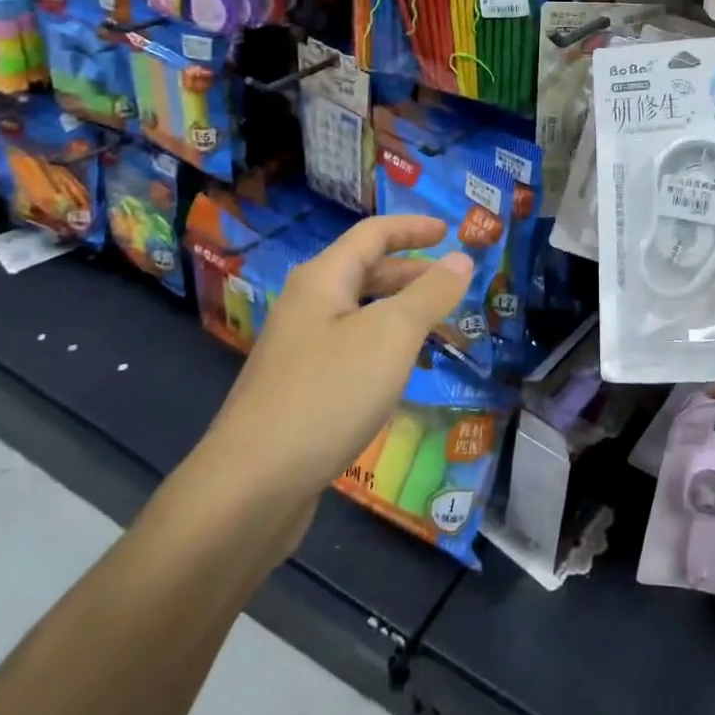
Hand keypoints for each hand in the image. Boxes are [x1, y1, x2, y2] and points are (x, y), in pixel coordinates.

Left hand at [207, 215, 472, 508]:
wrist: (251, 486)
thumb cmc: (329, 393)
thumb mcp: (392, 335)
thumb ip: (430, 293)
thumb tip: (462, 258)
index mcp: (323, 279)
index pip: (373, 234)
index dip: (413, 228)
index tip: (450, 232)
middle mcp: (307, 306)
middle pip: (365, 272)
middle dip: (412, 273)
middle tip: (454, 284)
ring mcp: (300, 349)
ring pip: (360, 314)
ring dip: (401, 313)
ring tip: (440, 329)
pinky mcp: (299, 389)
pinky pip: (352, 349)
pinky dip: (384, 347)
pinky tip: (402, 373)